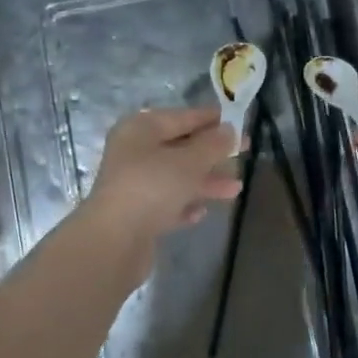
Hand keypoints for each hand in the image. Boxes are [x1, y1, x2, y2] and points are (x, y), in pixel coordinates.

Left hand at [85, 107, 240, 253]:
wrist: (113, 241)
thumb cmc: (152, 188)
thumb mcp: (189, 161)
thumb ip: (212, 144)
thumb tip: (228, 130)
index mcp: (141, 129)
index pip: (182, 116)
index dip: (212, 119)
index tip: (239, 122)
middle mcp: (134, 152)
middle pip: (179, 147)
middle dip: (212, 152)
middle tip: (244, 153)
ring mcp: (133, 184)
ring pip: (176, 176)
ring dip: (205, 181)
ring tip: (236, 189)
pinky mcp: (135, 214)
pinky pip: (166, 203)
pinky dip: (184, 204)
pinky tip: (201, 213)